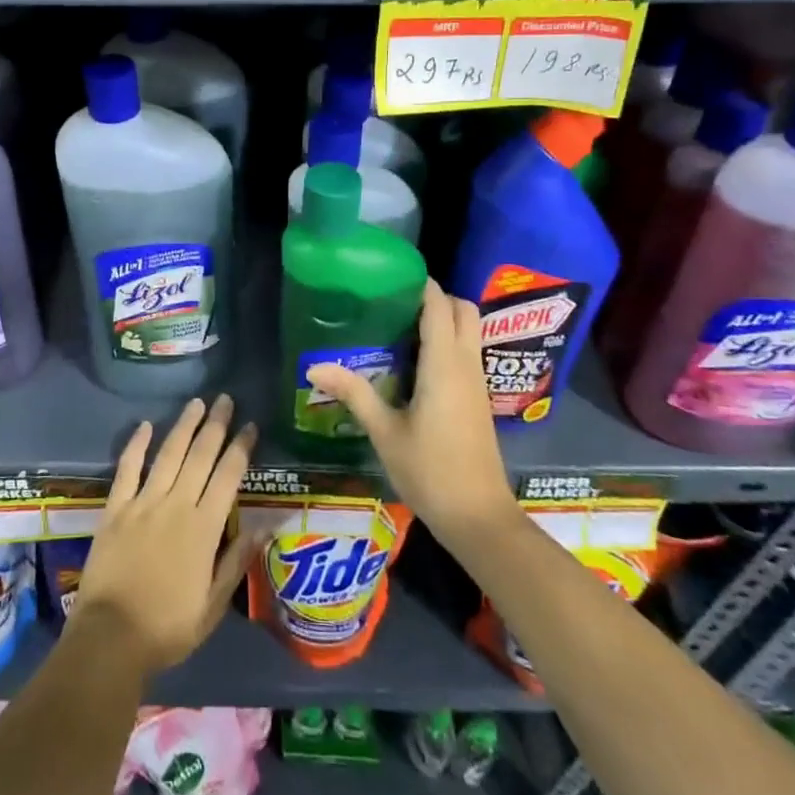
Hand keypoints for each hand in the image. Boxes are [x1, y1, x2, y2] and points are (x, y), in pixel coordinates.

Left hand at [70, 394, 259, 676]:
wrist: (110, 637)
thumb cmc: (167, 628)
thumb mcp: (213, 605)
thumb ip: (236, 562)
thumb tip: (263, 526)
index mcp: (204, 529)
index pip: (228, 477)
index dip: (240, 448)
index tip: (250, 425)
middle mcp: (176, 506)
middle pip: (200, 456)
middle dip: (216, 426)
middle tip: (226, 399)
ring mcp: (143, 503)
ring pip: (168, 454)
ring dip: (184, 426)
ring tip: (197, 403)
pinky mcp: (115, 508)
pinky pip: (127, 469)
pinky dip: (136, 445)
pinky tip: (146, 425)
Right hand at [306, 281, 513, 542]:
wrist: (479, 518)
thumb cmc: (430, 471)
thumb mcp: (385, 432)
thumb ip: (354, 393)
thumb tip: (314, 365)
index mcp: (444, 364)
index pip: (438, 305)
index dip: (420, 284)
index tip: (389, 276)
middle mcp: (466, 364)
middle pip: (463, 309)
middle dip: (436, 297)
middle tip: (396, 303)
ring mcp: (477, 382)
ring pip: (469, 330)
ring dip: (443, 319)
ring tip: (400, 326)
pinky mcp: (478, 399)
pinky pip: (467, 352)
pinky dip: (448, 341)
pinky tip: (415, 361)